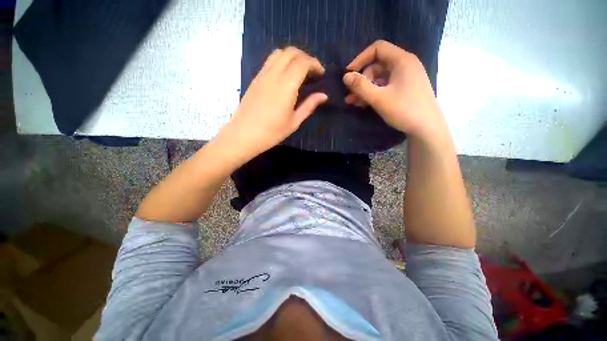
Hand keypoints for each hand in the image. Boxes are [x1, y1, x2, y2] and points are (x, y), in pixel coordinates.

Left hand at [224, 47, 327, 158]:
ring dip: (293, 57)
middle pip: (291, 52)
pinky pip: (270, 61)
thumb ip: (309, 106)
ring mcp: (262, 75)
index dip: (315, 64)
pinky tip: (285, 75)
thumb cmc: (271, 132)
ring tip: (299, 71)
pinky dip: (282, 61)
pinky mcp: (256, 78)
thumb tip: (323, 95)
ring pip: (279, 53)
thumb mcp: (294, 122)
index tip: (321, 74)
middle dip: (305, 57)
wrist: (244, 134)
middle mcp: (274, 75)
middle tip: (312, 71)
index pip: (302, 62)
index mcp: (286, 86)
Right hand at [343, 40, 447, 140]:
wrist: (427, 128)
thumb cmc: (404, 110)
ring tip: (353, 102)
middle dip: (362, 79)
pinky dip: (374, 93)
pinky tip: (365, 104)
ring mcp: (406, 78)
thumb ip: (360, 86)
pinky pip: (386, 86)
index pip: (378, 48)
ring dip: (365, 88)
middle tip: (350, 94)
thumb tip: (345, 77)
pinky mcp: (405, 89)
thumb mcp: (379, 98)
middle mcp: (405, 65)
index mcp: (402, 60)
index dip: (360, 59)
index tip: (349, 74)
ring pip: (380, 78)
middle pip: (377, 65)